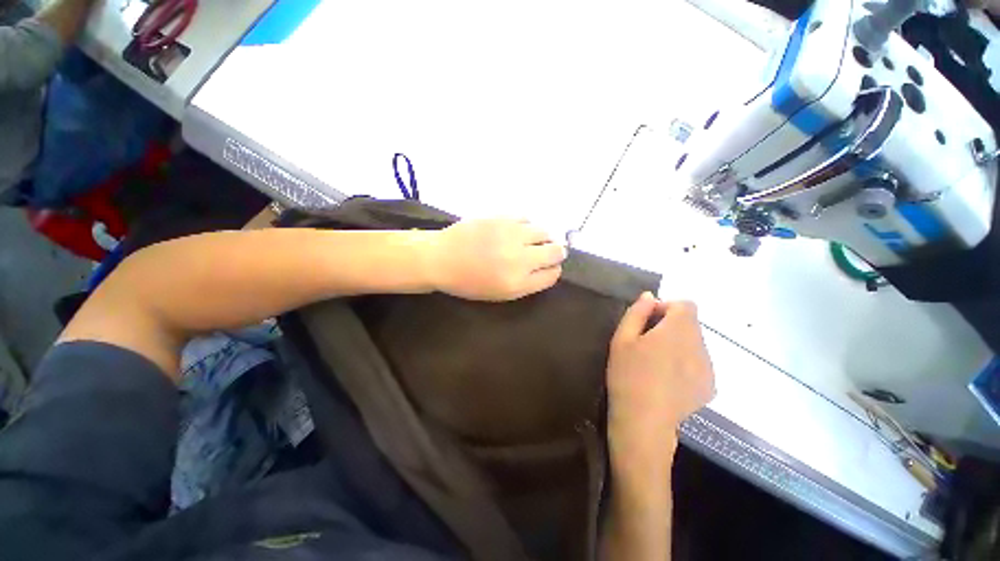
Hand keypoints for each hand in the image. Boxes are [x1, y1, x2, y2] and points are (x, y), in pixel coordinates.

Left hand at [424, 219, 566, 300]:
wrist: (440, 258)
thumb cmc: (468, 282)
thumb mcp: (499, 294)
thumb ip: (526, 283)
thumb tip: (546, 267)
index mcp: (518, 283)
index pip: (552, 274)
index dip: (553, 270)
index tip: (549, 267)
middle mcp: (520, 259)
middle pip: (555, 252)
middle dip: (556, 253)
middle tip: (550, 251)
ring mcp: (512, 235)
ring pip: (544, 232)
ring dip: (543, 237)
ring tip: (532, 240)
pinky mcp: (502, 218)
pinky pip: (526, 218)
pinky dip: (526, 225)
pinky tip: (517, 230)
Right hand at [606, 293, 714, 475]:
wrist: (644, 420)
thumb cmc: (627, 375)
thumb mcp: (622, 339)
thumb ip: (637, 312)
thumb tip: (650, 296)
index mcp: (677, 331)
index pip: (685, 305)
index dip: (666, 307)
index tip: (648, 321)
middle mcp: (699, 345)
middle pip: (691, 323)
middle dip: (671, 326)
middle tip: (648, 343)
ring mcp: (708, 367)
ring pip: (695, 342)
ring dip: (679, 343)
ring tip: (657, 362)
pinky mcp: (710, 385)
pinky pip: (700, 361)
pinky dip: (686, 361)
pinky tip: (668, 378)